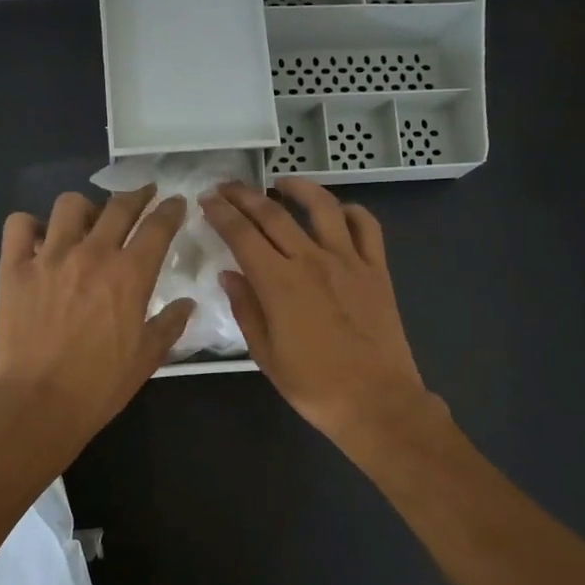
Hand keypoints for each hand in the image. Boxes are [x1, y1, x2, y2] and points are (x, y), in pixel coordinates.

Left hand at [0, 187, 192, 451]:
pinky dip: (31, 226)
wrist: (37, 404)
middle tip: (143, 196)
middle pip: (119, 206)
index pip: (158, 227)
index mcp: (130, 274)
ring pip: (69, 206)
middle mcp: (92, 254)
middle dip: (137, 196)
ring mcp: (49, 257)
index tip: (175, 203)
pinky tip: (39, 240)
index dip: (171, 210)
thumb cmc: (99, 386)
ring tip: (87, 222)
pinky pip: (19, 225)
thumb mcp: (147, 358)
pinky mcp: (13, 267)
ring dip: (85, 208)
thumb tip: (186, 303)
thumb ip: (169, 325)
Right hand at [202, 177, 438, 446]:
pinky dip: (351, 211)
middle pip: (273, 214)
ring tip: (281, 183)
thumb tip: (229, 274)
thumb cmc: (314, 386)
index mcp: (279, 283)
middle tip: (227, 187)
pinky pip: (367, 227)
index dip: (221, 213)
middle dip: (245, 195)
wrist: (376, 401)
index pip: (241, 235)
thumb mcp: (266, 355)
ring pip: (322, 207)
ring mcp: (349, 261)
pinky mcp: (377, 269)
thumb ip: (246, 309)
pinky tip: (338, 211)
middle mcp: (311, 260)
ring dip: (298, 188)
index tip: (207, 201)